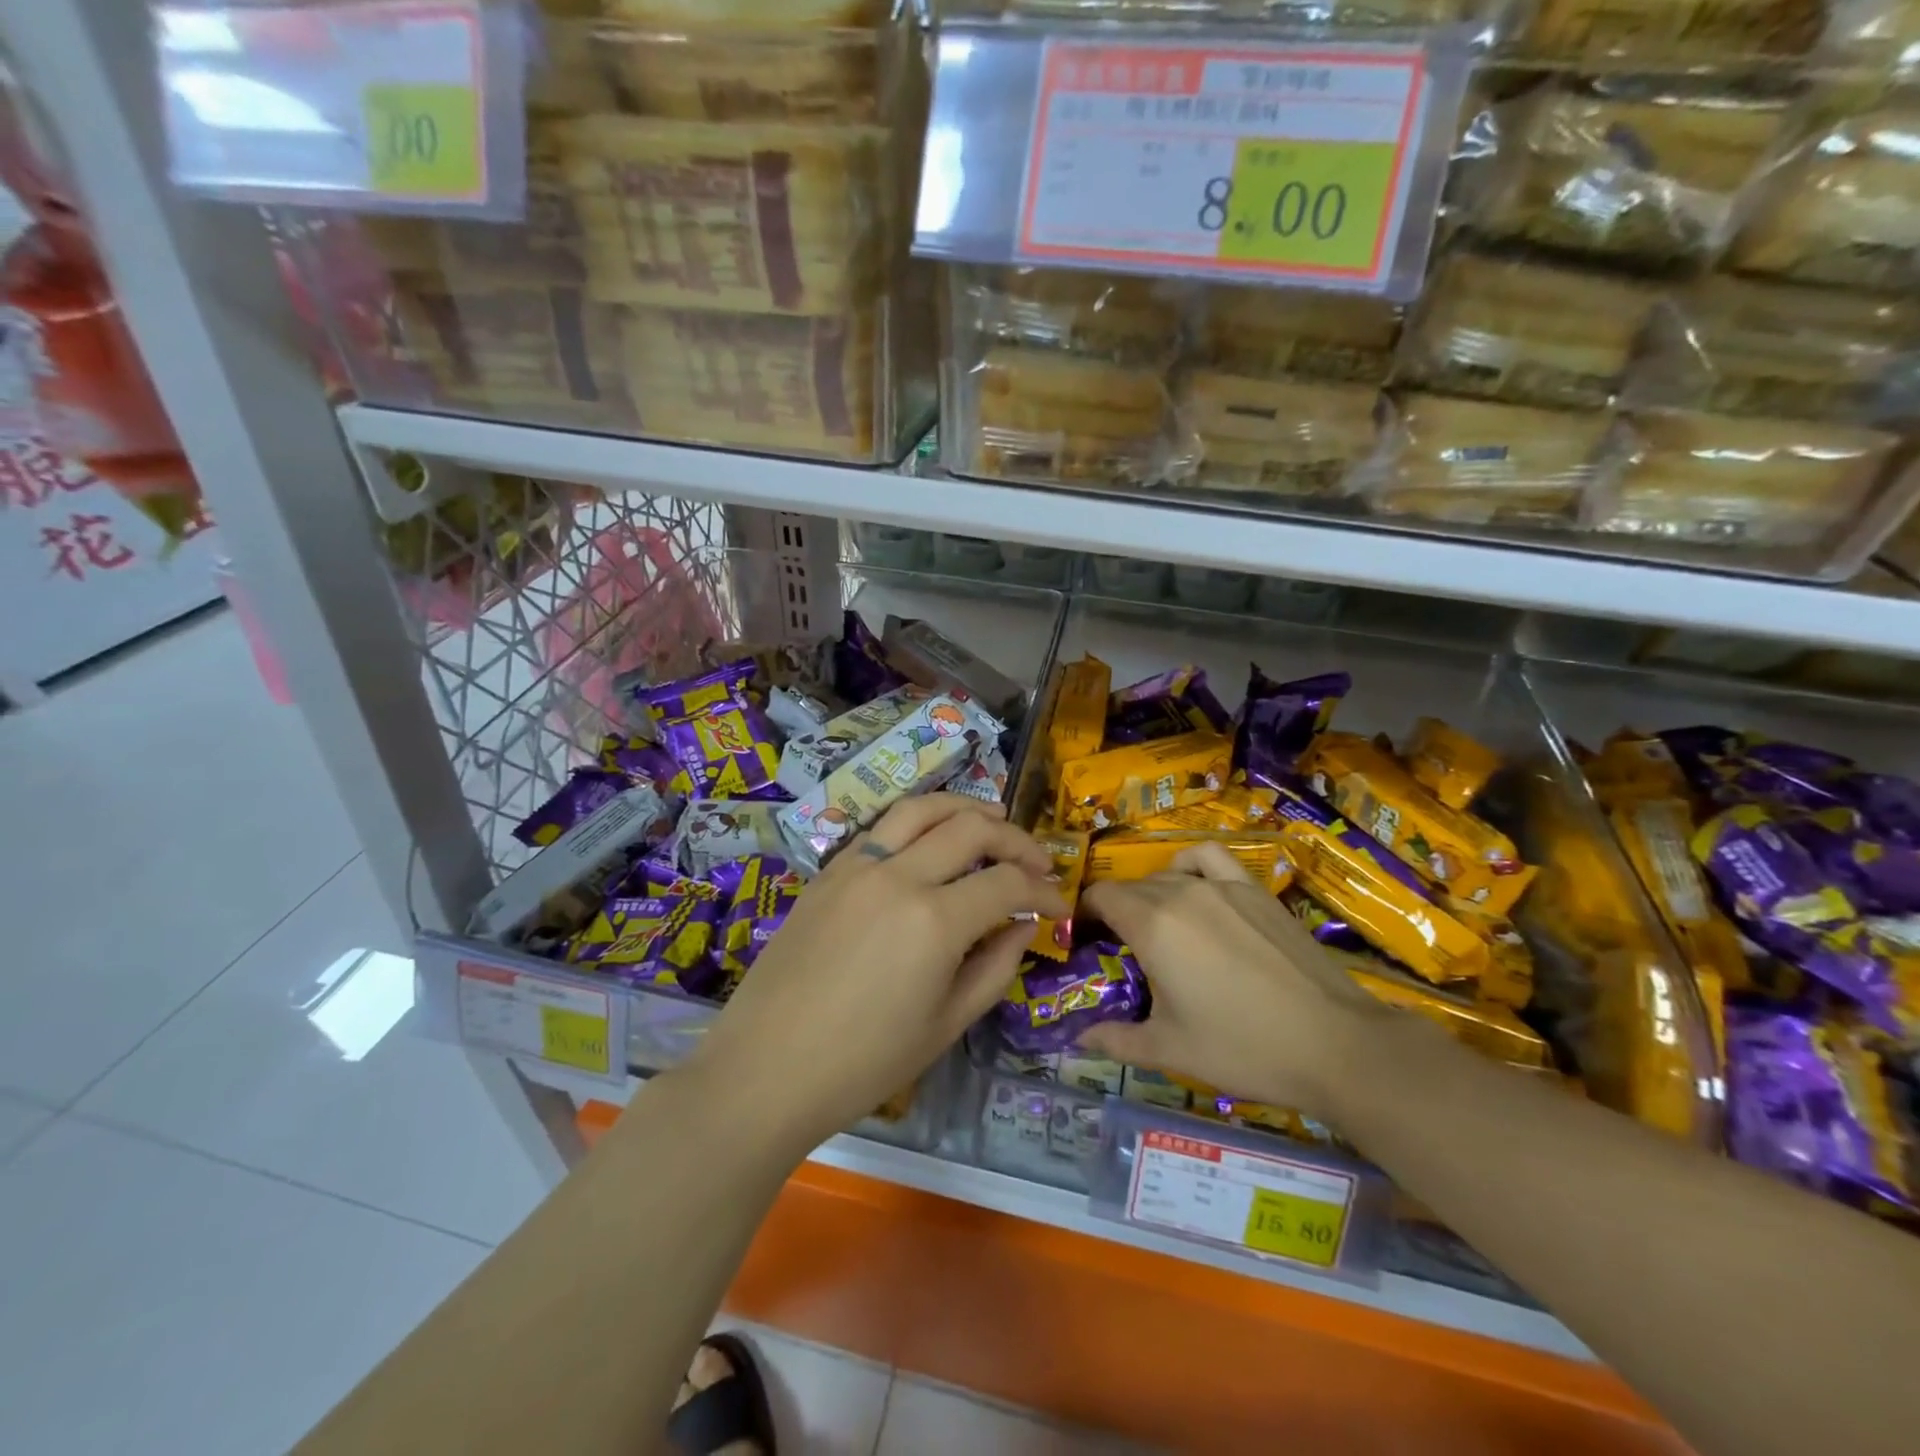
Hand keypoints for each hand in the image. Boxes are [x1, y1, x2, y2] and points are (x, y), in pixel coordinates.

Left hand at [685, 794, 1066, 1150]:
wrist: (765, 1068)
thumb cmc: (863, 1063)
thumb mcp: (946, 1025)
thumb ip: (994, 967)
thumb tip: (1022, 925)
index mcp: (934, 920)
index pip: (1007, 883)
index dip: (1044, 891)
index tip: (1060, 905)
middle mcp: (898, 876)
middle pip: (972, 828)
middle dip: (1016, 839)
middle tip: (1037, 862)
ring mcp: (857, 866)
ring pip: (922, 808)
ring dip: (966, 808)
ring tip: (994, 819)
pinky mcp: (829, 871)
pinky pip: (883, 829)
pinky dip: (919, 822)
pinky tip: (932, 840)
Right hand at [1077, 843, 1385, 1116]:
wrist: (1334, 1044)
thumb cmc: (1243, 1048)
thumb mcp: (1170, 1049)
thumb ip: (1116, 1040)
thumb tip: (1078, 1039)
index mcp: (1151, 926)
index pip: (1101, 897)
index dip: (1086, 915)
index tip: (1087, 941)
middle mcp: (1180, 893)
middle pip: (1131, 887)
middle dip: (1116, 912)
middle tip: (1122, 951)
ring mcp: (1221, 886)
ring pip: (1166, 875)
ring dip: (1150, 893)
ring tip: (1158, 924)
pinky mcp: (1255, 889)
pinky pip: (1209, 858)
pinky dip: (1190, 864)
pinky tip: (1194, 887)